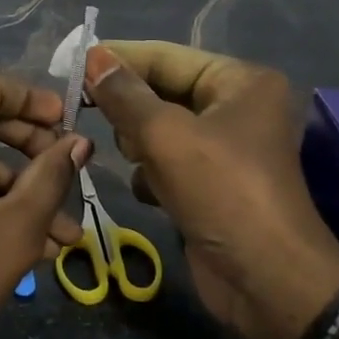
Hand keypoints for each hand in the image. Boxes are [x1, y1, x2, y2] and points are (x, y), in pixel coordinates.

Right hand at [83, 42, 338, 338]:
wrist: (267, 282)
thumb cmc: (222, 192)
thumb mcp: (166, 136)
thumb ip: (124, 95)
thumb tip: (93, 57)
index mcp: (239, 82)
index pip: (166, 56)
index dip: (118, 58)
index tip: (72, 63)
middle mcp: (236, 107)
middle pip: (162, 90)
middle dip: (130, 108)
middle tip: (92, 116)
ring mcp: (224, 148)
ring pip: (159, 128)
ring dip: (140, 144)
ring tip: (137, 160)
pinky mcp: (211, 184)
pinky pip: (167, 162)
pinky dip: (152, 173)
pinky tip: (149, 190)